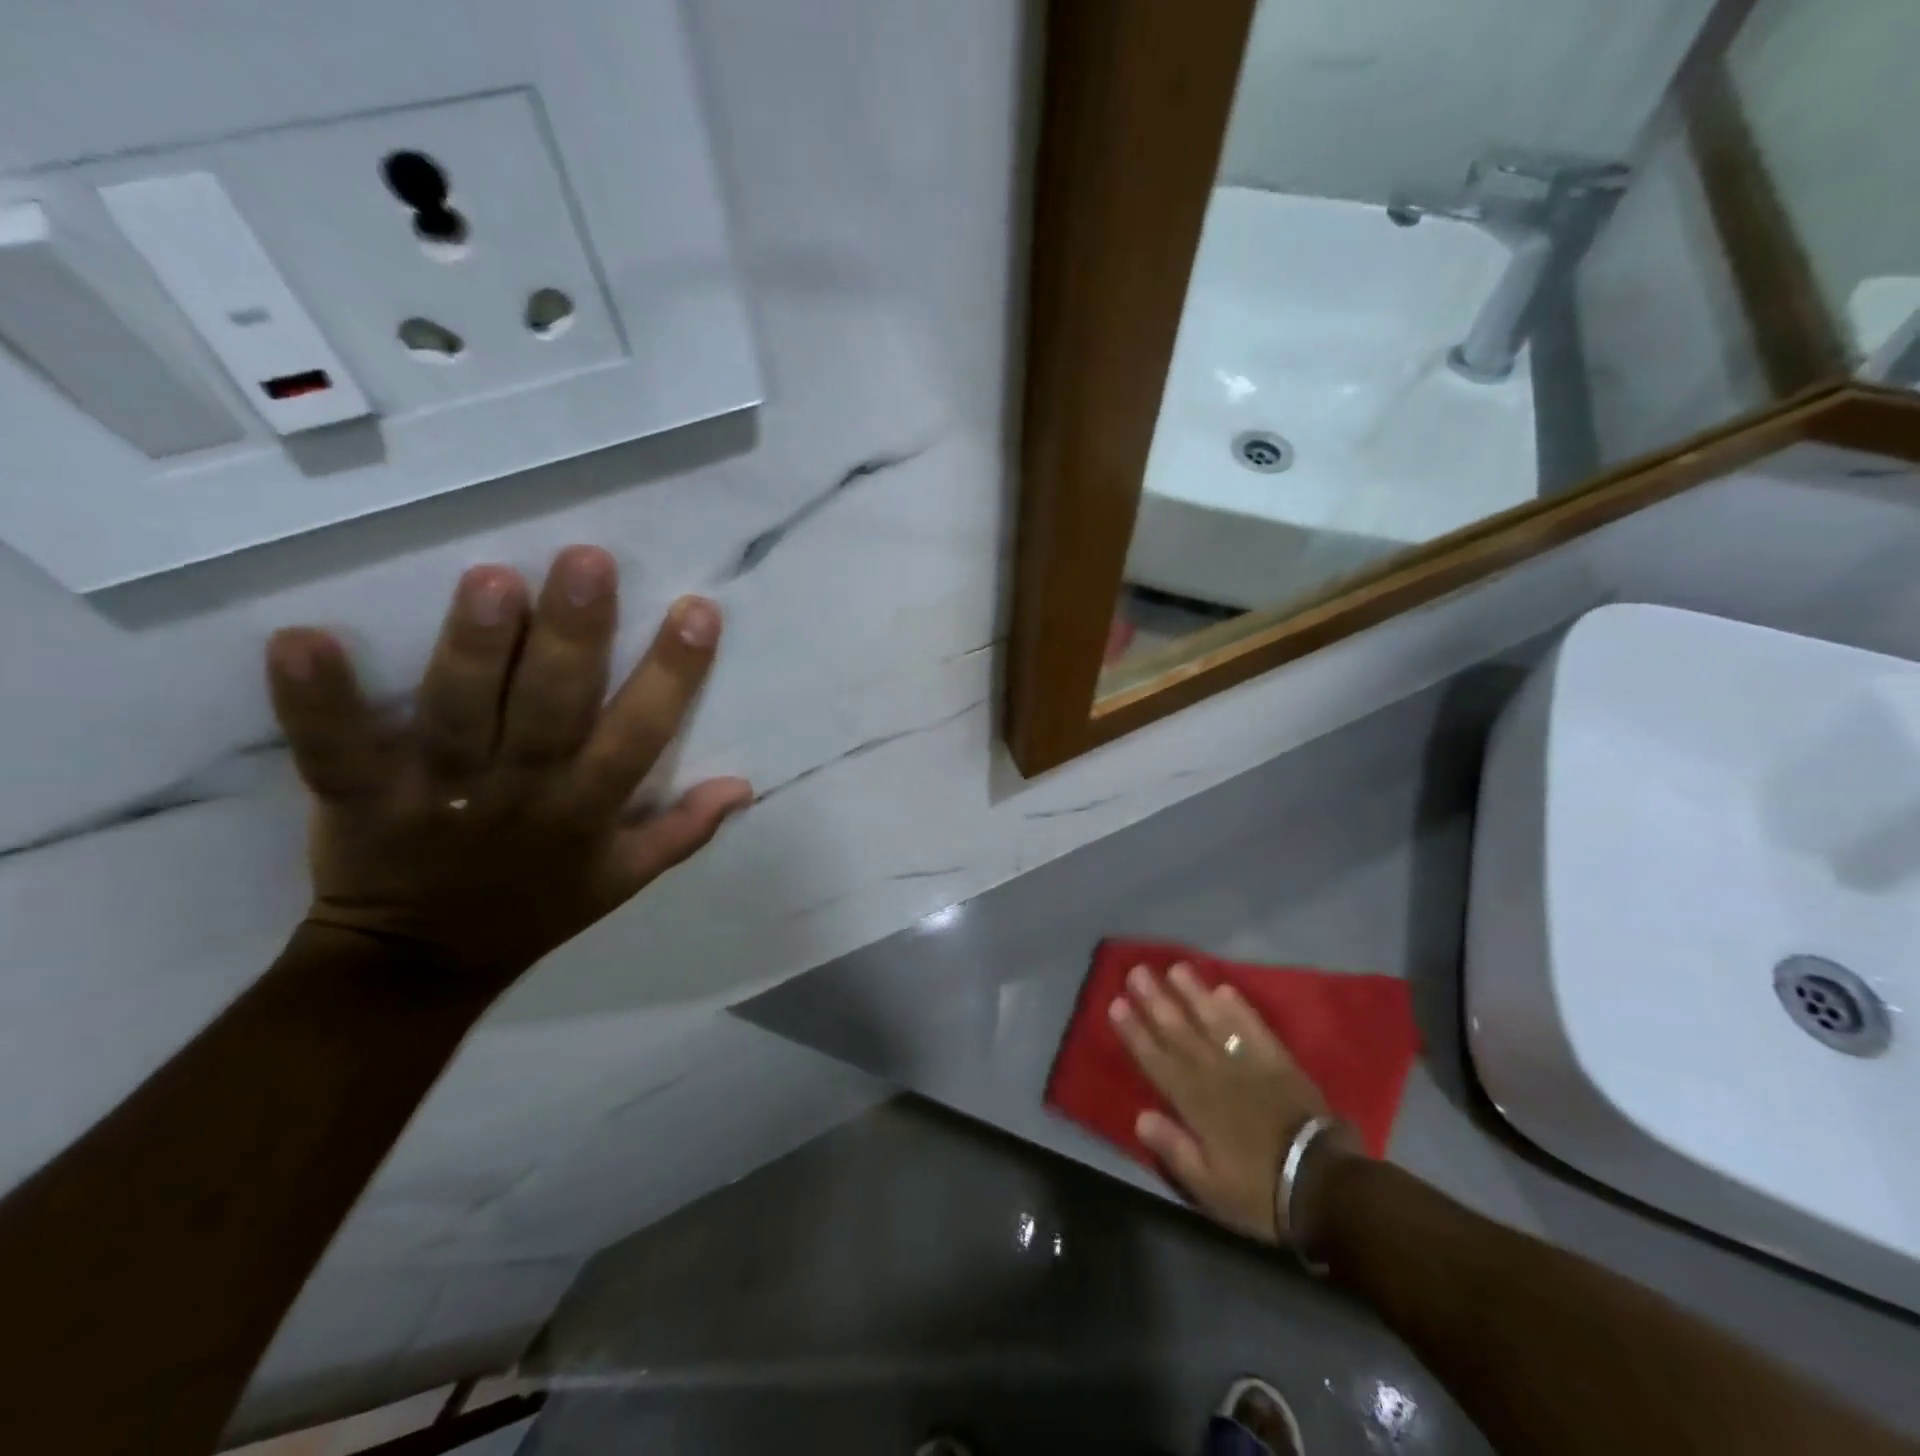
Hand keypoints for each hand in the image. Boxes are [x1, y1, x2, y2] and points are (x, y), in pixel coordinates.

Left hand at [265, 546, 751, 986]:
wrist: (421, 963)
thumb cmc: (537, 907)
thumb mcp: (625, 880)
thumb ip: (684, 831)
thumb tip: (743, 785)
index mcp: (587, 811)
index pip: (639, 735)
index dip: (672, 675)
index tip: (697, 611)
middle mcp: (521, 794)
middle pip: (552, 712)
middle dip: (574, 637)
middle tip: (588, 561)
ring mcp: (437, 795)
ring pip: (461, 717)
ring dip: (476, 652)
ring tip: (492, 580)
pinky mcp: (359, 797)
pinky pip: (334, 750)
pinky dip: (315, 702)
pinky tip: (302, 639)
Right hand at [1110, 963, 1359, 1247]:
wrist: (1326, 1186)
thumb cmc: (1260, 1192)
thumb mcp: (1209, 1187)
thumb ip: (1174, 1149)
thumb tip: (1140, 1115)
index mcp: (1195, 1104)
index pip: (1156, 1060)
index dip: (1135, 1032)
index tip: (1116, 1004)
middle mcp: (1216, 1074)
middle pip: (1179, 1031)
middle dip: (1156, 1001)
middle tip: (1137, 972)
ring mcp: (1248, 1064)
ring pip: (1214, 1021)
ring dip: (1192, 993)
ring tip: (1175, 968)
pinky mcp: (1279, 1062)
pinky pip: (1253, 1028)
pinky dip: (1238, 1008)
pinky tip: (1225, 989)